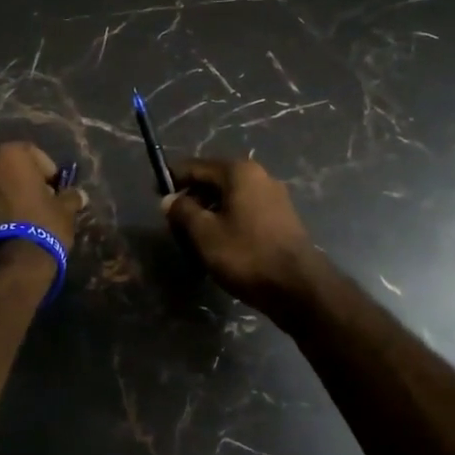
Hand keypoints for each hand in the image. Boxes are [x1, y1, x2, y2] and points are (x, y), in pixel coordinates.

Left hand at [0, 142, 86, 260]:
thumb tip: (77, 195)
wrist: (7, 270)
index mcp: (8, 157)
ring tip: (9, 225)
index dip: (44, 171)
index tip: (53, 190)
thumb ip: (70, 197)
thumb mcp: (65, 212)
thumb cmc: (42, 229)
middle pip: (1, 171)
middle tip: (30, 205)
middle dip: (14, 184)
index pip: (30, 153)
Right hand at [163, 157, 326, 315]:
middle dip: (192, 197)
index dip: (173, 179)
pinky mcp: (281, 218)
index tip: (155, 194)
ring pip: (230, 197)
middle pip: (214, 180)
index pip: (196, 166)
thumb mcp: (205, 233)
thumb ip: (183, 211)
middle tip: (173, 222)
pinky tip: (219, 242)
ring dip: (209, 211)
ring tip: (193, 235)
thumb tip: (169, 199)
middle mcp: (259, 176)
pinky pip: (245, 210)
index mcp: (239, 172)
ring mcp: (274, 197)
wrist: (299, 287)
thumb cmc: (247, 254)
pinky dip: (228, 220)